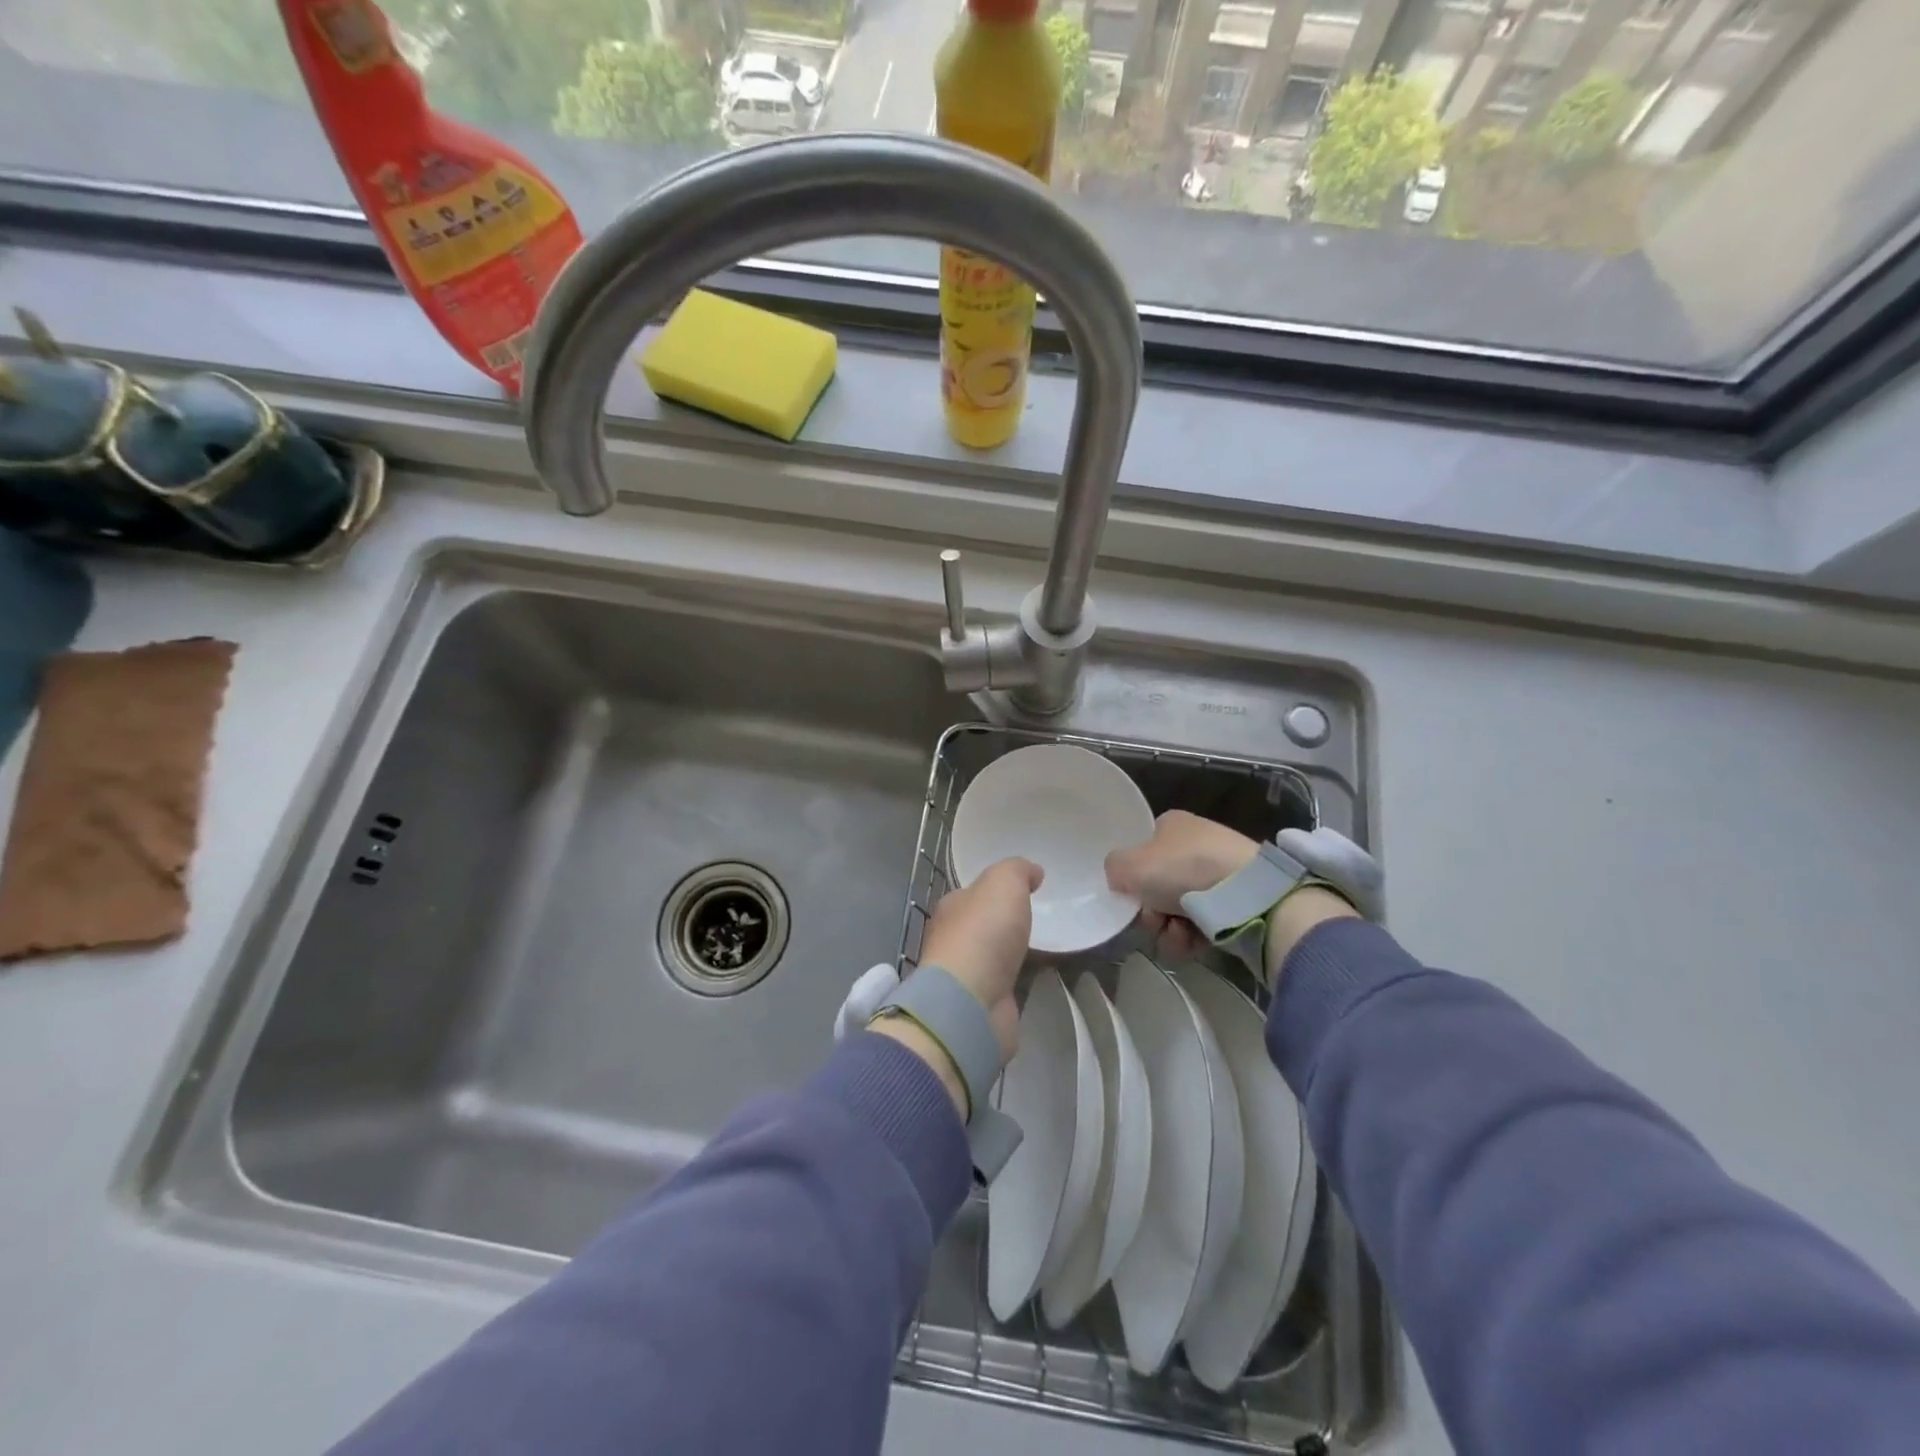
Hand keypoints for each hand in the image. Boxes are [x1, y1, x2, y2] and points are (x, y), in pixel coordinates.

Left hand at [870, 858, 1040, 1114]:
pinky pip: (1004, 984)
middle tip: (1035, 919)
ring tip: (1043, 948)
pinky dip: (1018, 979)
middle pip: (981, 925)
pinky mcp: (980, 1003)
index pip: (973, 893)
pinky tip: (1037, 976)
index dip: (995, 890)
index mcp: (951, 907)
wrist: (970, 1002)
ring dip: (1011, 953)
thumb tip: (1033, 872)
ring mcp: (964, 974)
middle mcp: (952, 939)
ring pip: (992, 956)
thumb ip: (1017, 870)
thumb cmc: (983, 933)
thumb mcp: (1003, 883)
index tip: (1024, 891)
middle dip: (1004, 923)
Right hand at [1104, 810, 1257, 960]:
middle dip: (1152, 912)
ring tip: (1179, 934)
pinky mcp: (1237, 902)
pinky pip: (1202, 925)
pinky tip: (1196, 941)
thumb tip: (1121, 878)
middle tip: (1156, 919)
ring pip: (1177, 911)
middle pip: (1157, 887)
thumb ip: (1113, 868)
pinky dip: (1194, 938)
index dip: (1133, 877)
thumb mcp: (1128, 865)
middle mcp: (1196, 844)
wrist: (1247, 895)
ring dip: (1169, 930)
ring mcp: (1219, 874)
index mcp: (1172, 825)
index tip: (1132, 897)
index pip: (1142, 851)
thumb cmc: (1182, 870)